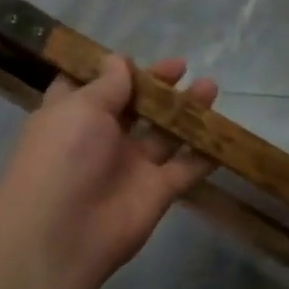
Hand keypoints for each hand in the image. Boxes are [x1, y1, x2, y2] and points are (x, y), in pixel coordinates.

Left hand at [0, 54, 217, 285]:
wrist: (63, 233)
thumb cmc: (63, 157)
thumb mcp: (81, 107)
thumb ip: (108, 85)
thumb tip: (119, 61)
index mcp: (72, 115)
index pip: (88, 87)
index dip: (108, 70)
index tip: (130, 55)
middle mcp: (100, 139)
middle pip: (133, 106)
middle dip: (156, 86)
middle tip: (181, 66)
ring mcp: (130, 166)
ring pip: (164, 133)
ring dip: (186, 111)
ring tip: (210, 87)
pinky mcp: (157, 191)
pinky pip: (186, 168)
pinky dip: (204, 153)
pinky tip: (225, 132)